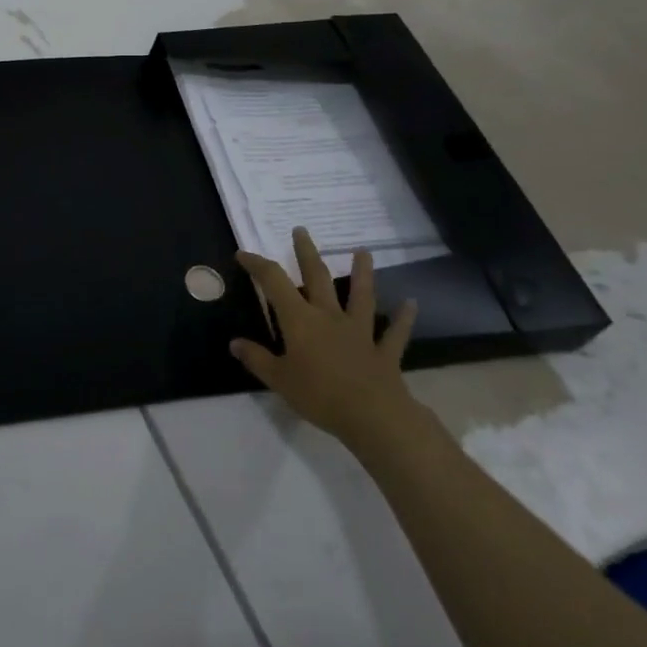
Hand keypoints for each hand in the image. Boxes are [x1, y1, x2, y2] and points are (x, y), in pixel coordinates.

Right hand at [231, 229, 425, 453]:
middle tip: (301, 230)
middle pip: (317, 277)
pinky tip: (411, 303)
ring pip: (361, 296)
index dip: (257, 265)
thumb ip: (256, 358)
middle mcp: (329, 316)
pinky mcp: (383, 351)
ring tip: (363, 252)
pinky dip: (403, 318)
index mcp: (300, 320)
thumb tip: (234, 342)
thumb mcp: (278, 379)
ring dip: (362, 273)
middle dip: (306, 252)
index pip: (274, 282)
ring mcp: (359, 331)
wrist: (372, 416)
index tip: (243, 254)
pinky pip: (394, 333)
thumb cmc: (319, 395)